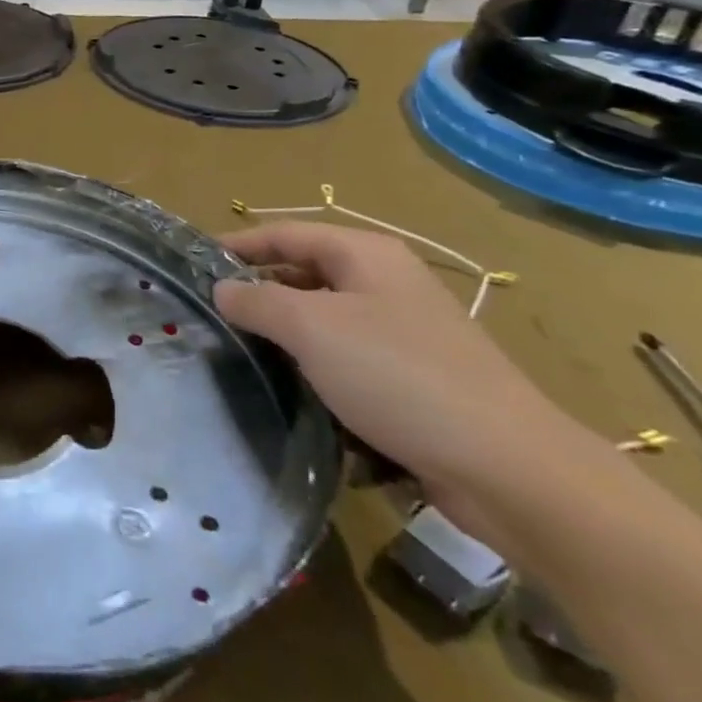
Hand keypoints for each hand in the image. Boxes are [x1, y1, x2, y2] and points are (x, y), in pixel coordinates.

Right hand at [211, 223, 587, 521]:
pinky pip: (346, 358)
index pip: (285, 233)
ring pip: (323, 319)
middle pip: (303, 273)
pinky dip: (314, 366)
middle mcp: (385, 283)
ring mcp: (403, 332)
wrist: (508, 468)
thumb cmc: (399, 377)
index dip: (237, 245)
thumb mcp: (311, 328)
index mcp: (366, 256)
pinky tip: (290, 389)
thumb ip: (257, 301)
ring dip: (282, 333)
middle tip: (209, 313)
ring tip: (238, 352)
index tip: (193, 265)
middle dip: (257, 291)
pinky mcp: (412, 378)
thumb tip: (222, 289)